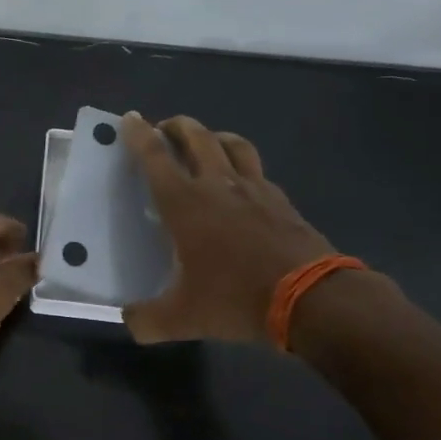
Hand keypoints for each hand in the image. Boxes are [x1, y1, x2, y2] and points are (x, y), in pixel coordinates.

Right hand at [121, 113, 336, 345]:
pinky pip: (257, 170)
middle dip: (176, 126)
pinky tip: (243, 181)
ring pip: (232, 144)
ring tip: (205, 142)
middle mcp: (218, 185)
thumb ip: (147, 320)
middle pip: (196, 137)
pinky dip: (243, 165)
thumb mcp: (183, 318)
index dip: (139, 135)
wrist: (311, 298)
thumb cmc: (236, 299)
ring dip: (213, 136)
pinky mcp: (281, 200)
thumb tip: (129, 321)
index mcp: (185, 204)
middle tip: (164, 128)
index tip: (130, 118)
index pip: (155, 157)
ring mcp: (254, 189)